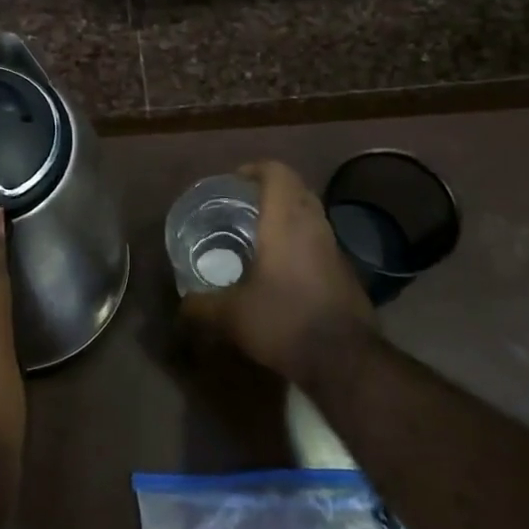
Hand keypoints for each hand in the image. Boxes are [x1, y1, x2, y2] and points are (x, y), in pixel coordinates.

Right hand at [182, 161, 373, 385]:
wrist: (344, 360)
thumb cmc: (283, 322)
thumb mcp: (231, 316)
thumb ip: (201, 306)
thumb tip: (182, 305)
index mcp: (286, 222)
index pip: (277, 173)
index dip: (256, 168)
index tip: (235, 180)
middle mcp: (314, 226)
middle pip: (296, 190)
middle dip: (270, 191)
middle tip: (243, 206)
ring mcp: (335, 249)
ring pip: (311, 216)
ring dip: (288, 217)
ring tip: (259, 237)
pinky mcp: (346, 272)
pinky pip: (320, 242)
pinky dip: (300, 242)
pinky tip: (282, 270)